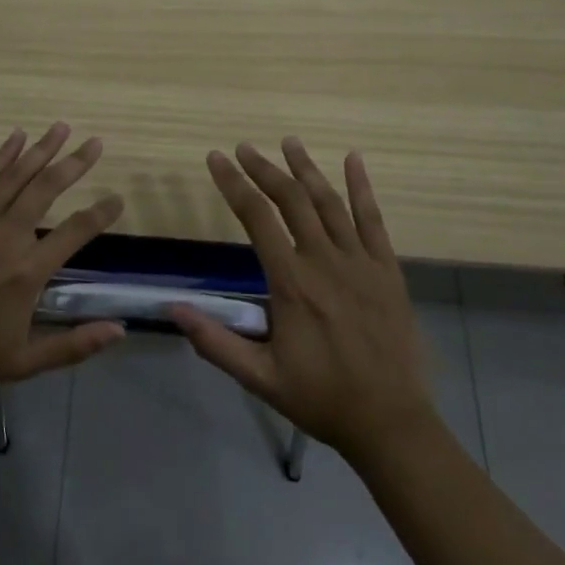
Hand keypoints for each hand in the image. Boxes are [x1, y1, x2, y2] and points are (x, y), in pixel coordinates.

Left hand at [0, 124, 126, 395]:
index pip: (75, 231)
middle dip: (74, 163)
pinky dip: (1, 156)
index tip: (118, 198)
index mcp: (27, 273)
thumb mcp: (27, 362)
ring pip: (15, 177)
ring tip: (61, 127)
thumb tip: (121, 330)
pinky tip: (16, 138)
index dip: (101, 213)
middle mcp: (6, 239)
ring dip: (40, 149)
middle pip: (46, 189)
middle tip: (95, 142)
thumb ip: (75, 345)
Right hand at [168, 139, 436, 468]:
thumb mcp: (260, 377)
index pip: (256, 217)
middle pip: (291, 199)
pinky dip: (362, 187)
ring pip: (329, 202)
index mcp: (291, 282)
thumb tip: (174, 309)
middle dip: (263, 169)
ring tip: (288, 142)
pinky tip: (353, 159)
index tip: (216, 159)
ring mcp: (360, 261)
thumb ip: (216, 342)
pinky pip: (373, 219)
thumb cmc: (321, 398)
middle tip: (244, 148)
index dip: (233, 184)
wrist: (390, 422)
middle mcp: (324, 260)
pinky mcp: (387, 269)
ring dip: (306, 168)